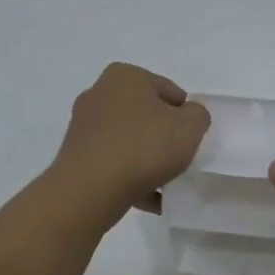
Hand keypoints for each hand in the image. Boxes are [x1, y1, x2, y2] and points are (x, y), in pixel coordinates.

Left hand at [53, 63, 210, 222]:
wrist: (91, 189)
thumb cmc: (144, 147)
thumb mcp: (190, 127)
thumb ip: (198, 115)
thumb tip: (187, 117)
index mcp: (125, 76)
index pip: (170, 92)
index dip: (185, 116)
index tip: (190, 139)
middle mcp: (99, 94)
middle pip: (146, 115)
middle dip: (163, 135)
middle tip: (178, 159)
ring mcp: (84, 126)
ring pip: (129, 141)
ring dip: (147, 159)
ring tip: (165, 183)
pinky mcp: (77, 156)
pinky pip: (114, 164)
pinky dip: (131, 178)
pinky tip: (151, 199)